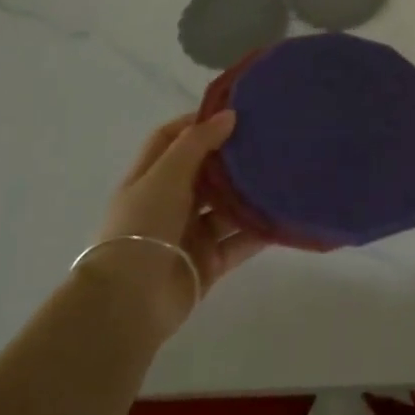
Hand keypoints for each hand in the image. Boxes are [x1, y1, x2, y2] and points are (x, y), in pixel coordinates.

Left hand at [81, 110, 264, 338]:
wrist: (130, 302)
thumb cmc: (143, 227)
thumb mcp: (166, 175)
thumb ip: (197, 142)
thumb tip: (229, 114)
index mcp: (149, 179)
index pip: (171, 139)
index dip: (198, 124)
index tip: (234, 112)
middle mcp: (169, 203)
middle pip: (204, 172)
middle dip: (231, 157)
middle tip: (268, 138)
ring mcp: (190, 234)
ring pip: (226, 207)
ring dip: (250, 193)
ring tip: (284, 172)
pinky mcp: (209, 263)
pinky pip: (240, 241)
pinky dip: (260, 230)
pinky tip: (285, 214)